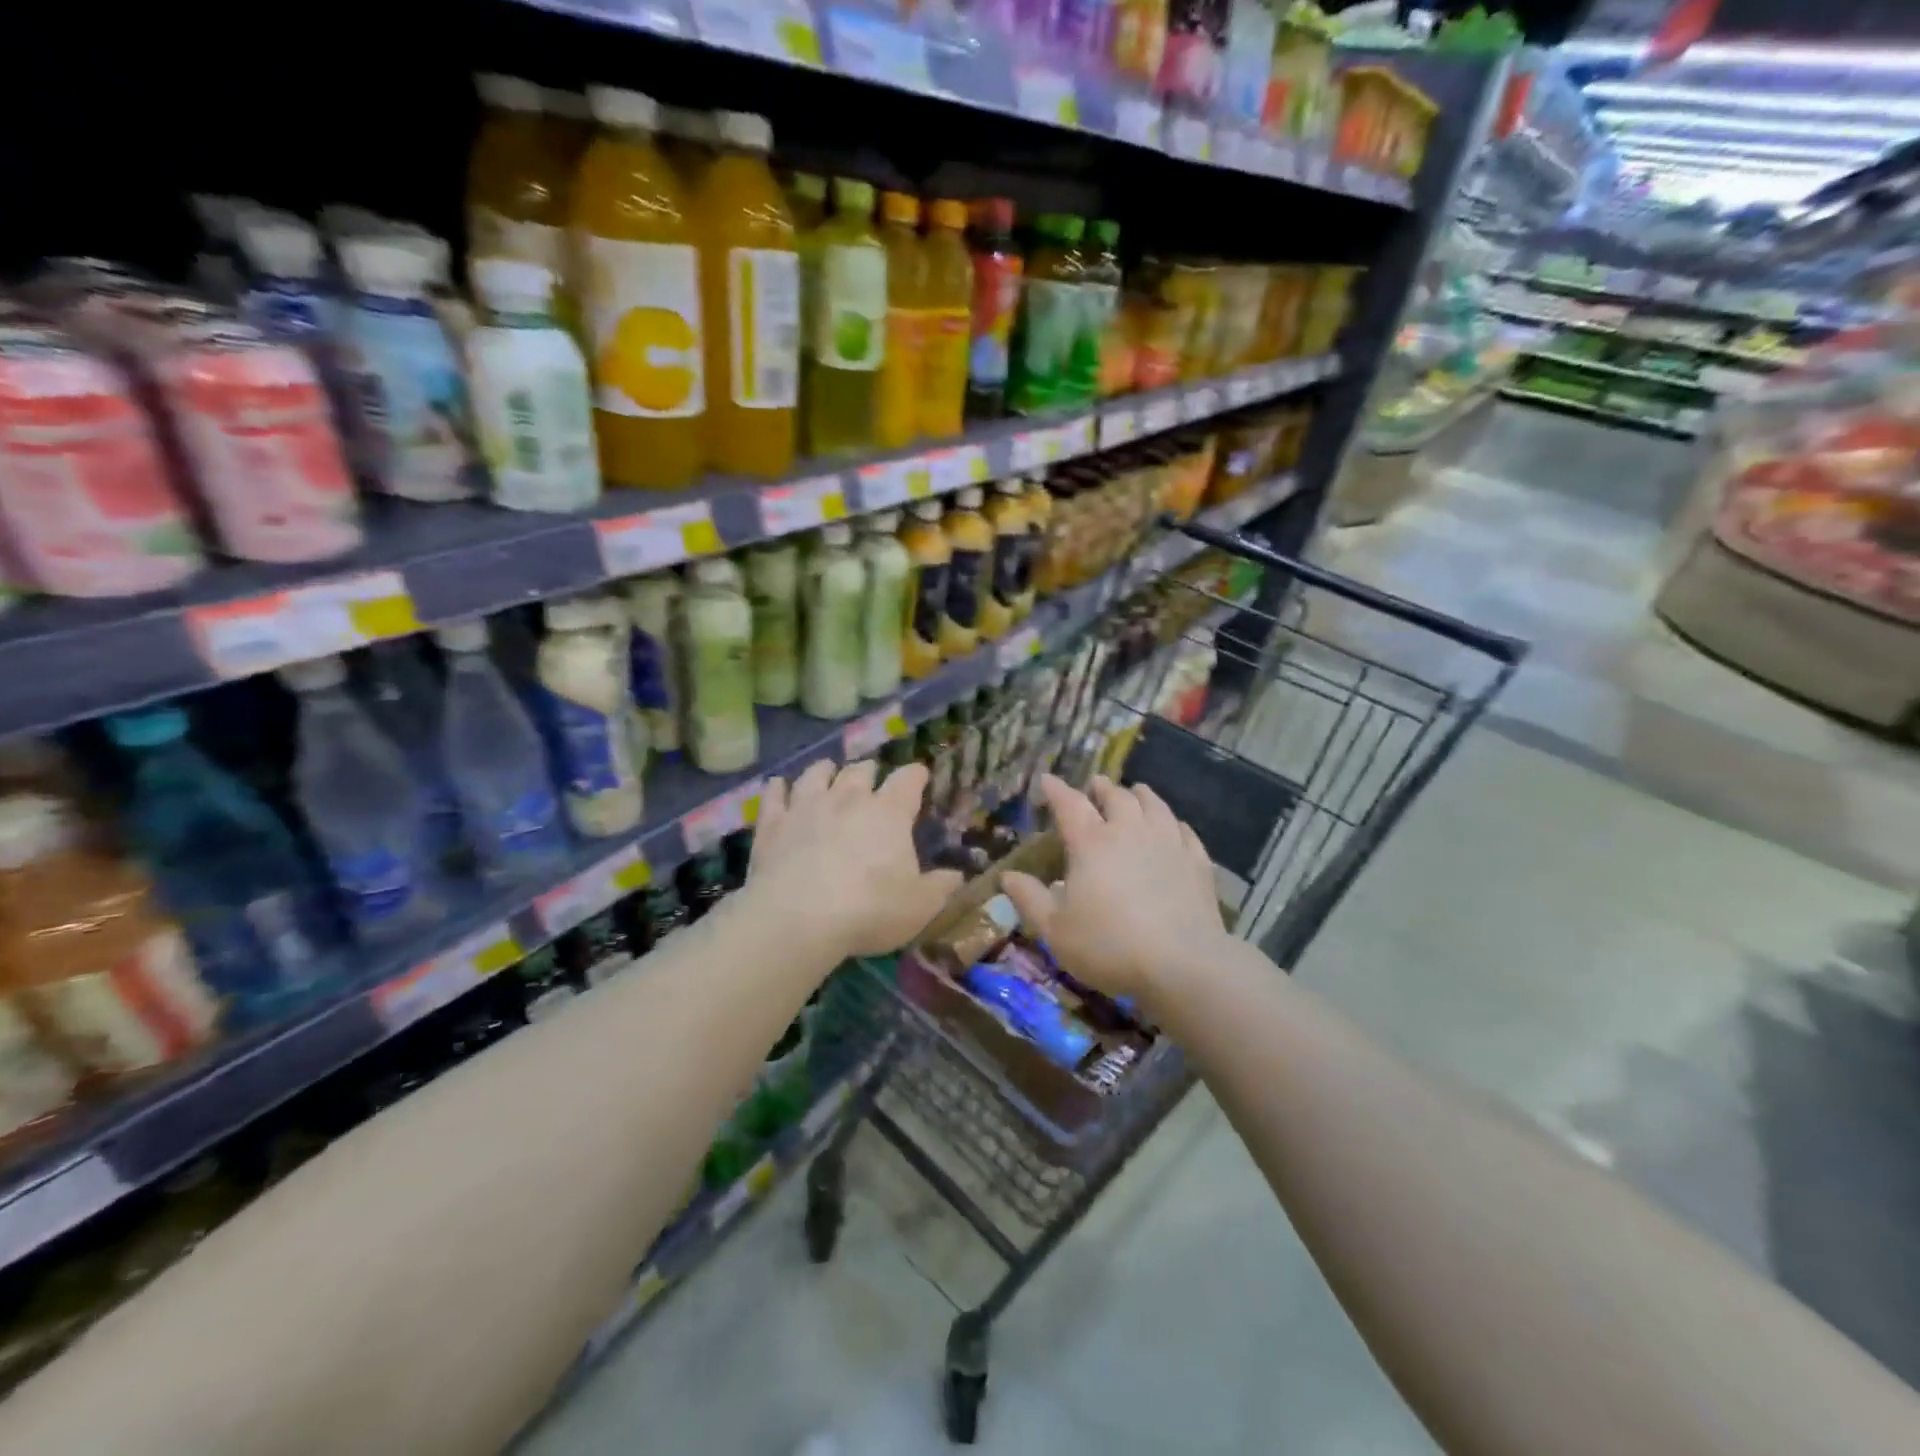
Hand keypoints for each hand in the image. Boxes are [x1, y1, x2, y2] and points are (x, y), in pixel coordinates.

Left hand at [748, 759, 963, 959]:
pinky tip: (779, 786)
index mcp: (889, 812)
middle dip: (869, 771)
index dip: (915, 775)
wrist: (798, 918)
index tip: (919, 776)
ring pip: (817, 773)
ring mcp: (806, 806)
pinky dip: (779, 788)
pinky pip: (775, 794)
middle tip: (871, 779)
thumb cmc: (870, 909)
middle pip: (860, 770)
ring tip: (828, 772)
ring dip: (826, 771)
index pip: (908, 780)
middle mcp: (848, 798)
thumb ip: (940, 887)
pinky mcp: (772, 823)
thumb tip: (957, 875)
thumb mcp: (920, 906)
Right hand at [1002, 773, 1226, 1005]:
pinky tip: (1174, 826)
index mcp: (1091, 843)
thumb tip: (1007, 876)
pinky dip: (1174, 823)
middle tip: (1096, 785)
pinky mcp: (1197, 862)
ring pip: (1154, 805)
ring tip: (1136, 791)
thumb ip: (1030, 899)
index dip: (1056, 790)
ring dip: (1141, 795)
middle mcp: (1130, 832)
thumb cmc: (1109, 945)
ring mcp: (1168, 843)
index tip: (1047, 779)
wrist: (1181, 964)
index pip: (1070, 804)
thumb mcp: (1056, 930)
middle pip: (1117, 797)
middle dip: (1102, 788)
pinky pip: (1184, 831)